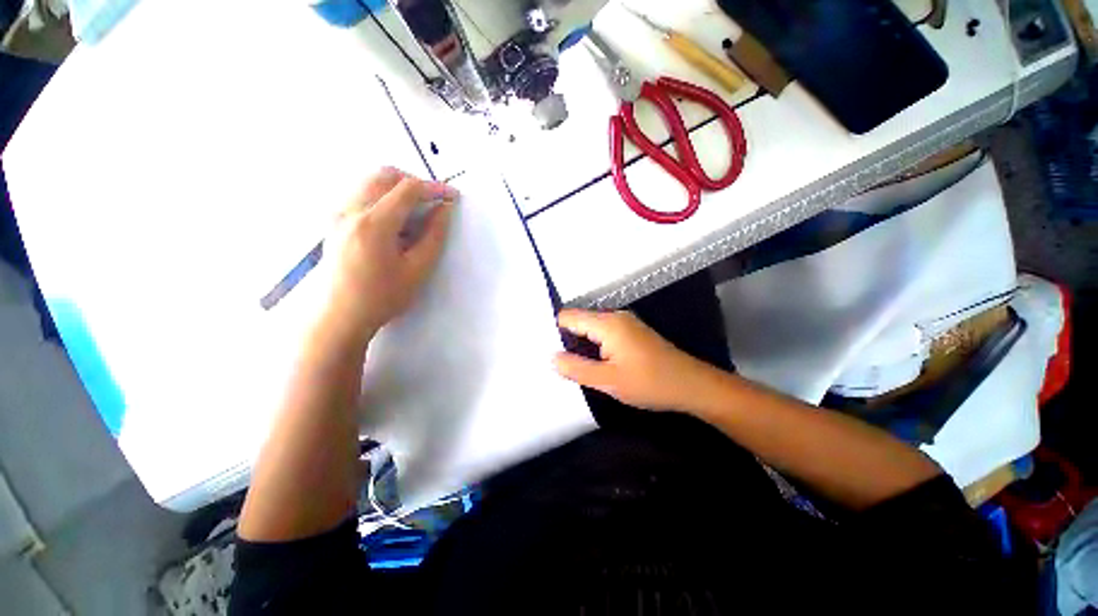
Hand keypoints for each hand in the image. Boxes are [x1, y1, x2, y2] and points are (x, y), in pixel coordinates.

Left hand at [323, 168, 457, 335]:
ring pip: (370, 182)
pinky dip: (382, 197)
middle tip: (433, 201)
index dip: (434, 188)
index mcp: (373, 223)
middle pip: (384, 175)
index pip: (408, 189)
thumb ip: (434, 236)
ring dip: (398, 189)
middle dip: (414, 182)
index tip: (453, 196)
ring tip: (416, 213)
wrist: (341, 315)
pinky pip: (360, 194)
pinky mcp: (333, 220)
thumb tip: (444, 209)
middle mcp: (351, 210)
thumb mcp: (418, 270)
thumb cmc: (383, 297)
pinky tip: (394, 222)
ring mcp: (337, 213)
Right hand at [553, 309, 712, 410]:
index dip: (553, 330)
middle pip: (580, 321)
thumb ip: (577, 368)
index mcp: (607, 323)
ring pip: (592, 328)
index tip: (541, 347)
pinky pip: (604, 333)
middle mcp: (615, 317)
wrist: (692, 385)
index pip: (569, 317)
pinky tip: (591, 362)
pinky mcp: (632, 333)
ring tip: (568, 363)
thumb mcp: (609, 380)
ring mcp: (626, 323)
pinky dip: (594, 345)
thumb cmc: (650, 383)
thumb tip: (552, 358)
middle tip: (552, 360)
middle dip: (565, 338)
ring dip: (580, 344)